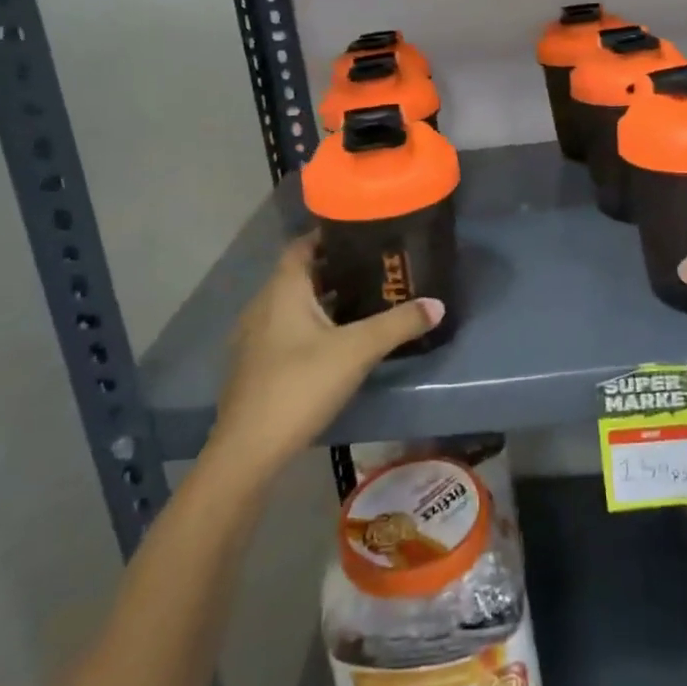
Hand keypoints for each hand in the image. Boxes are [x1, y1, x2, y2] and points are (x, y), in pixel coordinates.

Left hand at [208, 236, 441, 476]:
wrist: (248, 451)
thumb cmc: (300, 385)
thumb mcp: (357, 351)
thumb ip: (398, 324)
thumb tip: (438, 305)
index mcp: (283, 289)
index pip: (303, 245)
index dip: (329, 235)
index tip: (362, 233)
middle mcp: (264, 304)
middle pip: (300, 274)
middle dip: (334, 268)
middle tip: (373, 267)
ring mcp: (255, 337)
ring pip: (293, 304)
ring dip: (323, 299)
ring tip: (362, 301)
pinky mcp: (255, 365)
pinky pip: (286, 329)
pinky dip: (310, 325)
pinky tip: (336, 342)